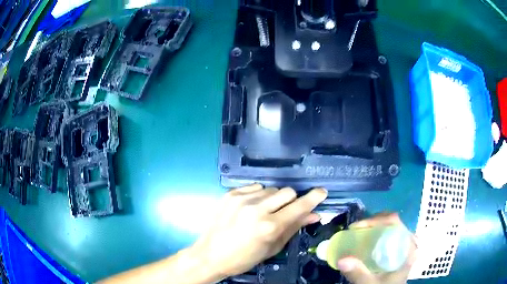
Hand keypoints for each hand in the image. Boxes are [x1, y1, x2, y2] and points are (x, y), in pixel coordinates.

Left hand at [189, 184, 327, 278]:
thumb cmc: (244, 258)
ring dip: (274, 199)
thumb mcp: (273, 247)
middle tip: (284, 212)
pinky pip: (254, 187)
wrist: (210, 255)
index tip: (321, 192)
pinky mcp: (230, 194)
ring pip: (271, 189)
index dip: (313, 198)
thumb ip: (294, 228)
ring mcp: (241, 199)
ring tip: (264, 212)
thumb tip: (314, 214)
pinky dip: (258, 195)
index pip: (299, 206)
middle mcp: (257, 209)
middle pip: (287, 192)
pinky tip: (251, 207)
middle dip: (291, 201)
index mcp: (269, 226)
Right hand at [336, 213, 416, 283]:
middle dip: (373, 222)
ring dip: (374, 227)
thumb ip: (359, 274)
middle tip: (356, 229)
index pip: (394, 222)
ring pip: (390, 227)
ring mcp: (403, 245)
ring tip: (358, 233)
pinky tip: (366, 241)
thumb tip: (341, 259)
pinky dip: (376, 234)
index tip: (357, 227)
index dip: (375, 220)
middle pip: (392, 222)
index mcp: (407, 247)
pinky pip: (388, 235)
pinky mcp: (398, 250)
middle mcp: (407, 242)